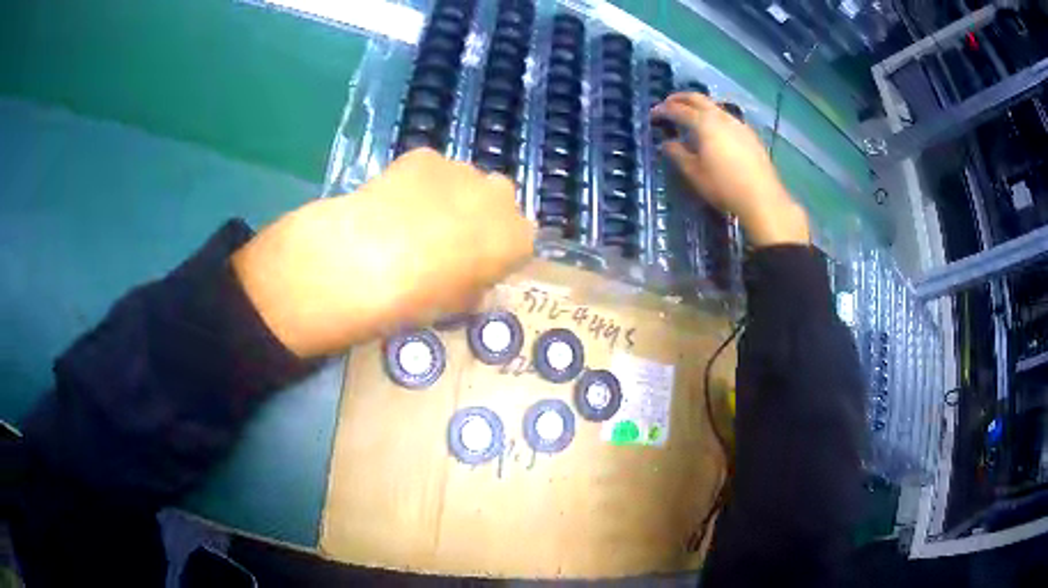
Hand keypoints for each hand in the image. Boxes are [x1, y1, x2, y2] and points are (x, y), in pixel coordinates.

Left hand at [232, 149, 534, 357]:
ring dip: (449, 196)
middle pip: (497, 202)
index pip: (519, 242)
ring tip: (411, 220)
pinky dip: (418, 182)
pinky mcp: (425, 156)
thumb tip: (468, 283)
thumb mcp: (454, 306)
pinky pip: (430, 169)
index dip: (495, 254)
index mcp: (516, 238)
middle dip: (479, 216)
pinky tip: (392, 203)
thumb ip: (472, 289)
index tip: (475, 265)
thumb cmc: (419, 297)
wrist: (369, 260)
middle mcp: (499, 197)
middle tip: (447, 239)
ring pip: (463, 182)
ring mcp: (462, 170)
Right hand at [651, 92, 809, 246]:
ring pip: (714, 106)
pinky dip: (713, 116)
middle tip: (668, 104)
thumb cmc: (724, 187)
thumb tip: (667, 143)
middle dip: (680, 98)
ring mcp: (738, 123)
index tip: (653, 115)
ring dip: (698, 106)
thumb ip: (678, 154)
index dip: (663, 110)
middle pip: (697, 98)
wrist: (762, 198)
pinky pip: (726, 117)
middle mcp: (721, 116)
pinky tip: (714, 130)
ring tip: (690, 117)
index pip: (678, 109)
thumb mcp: (695, 173)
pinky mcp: (749, 134)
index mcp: (704, 123)